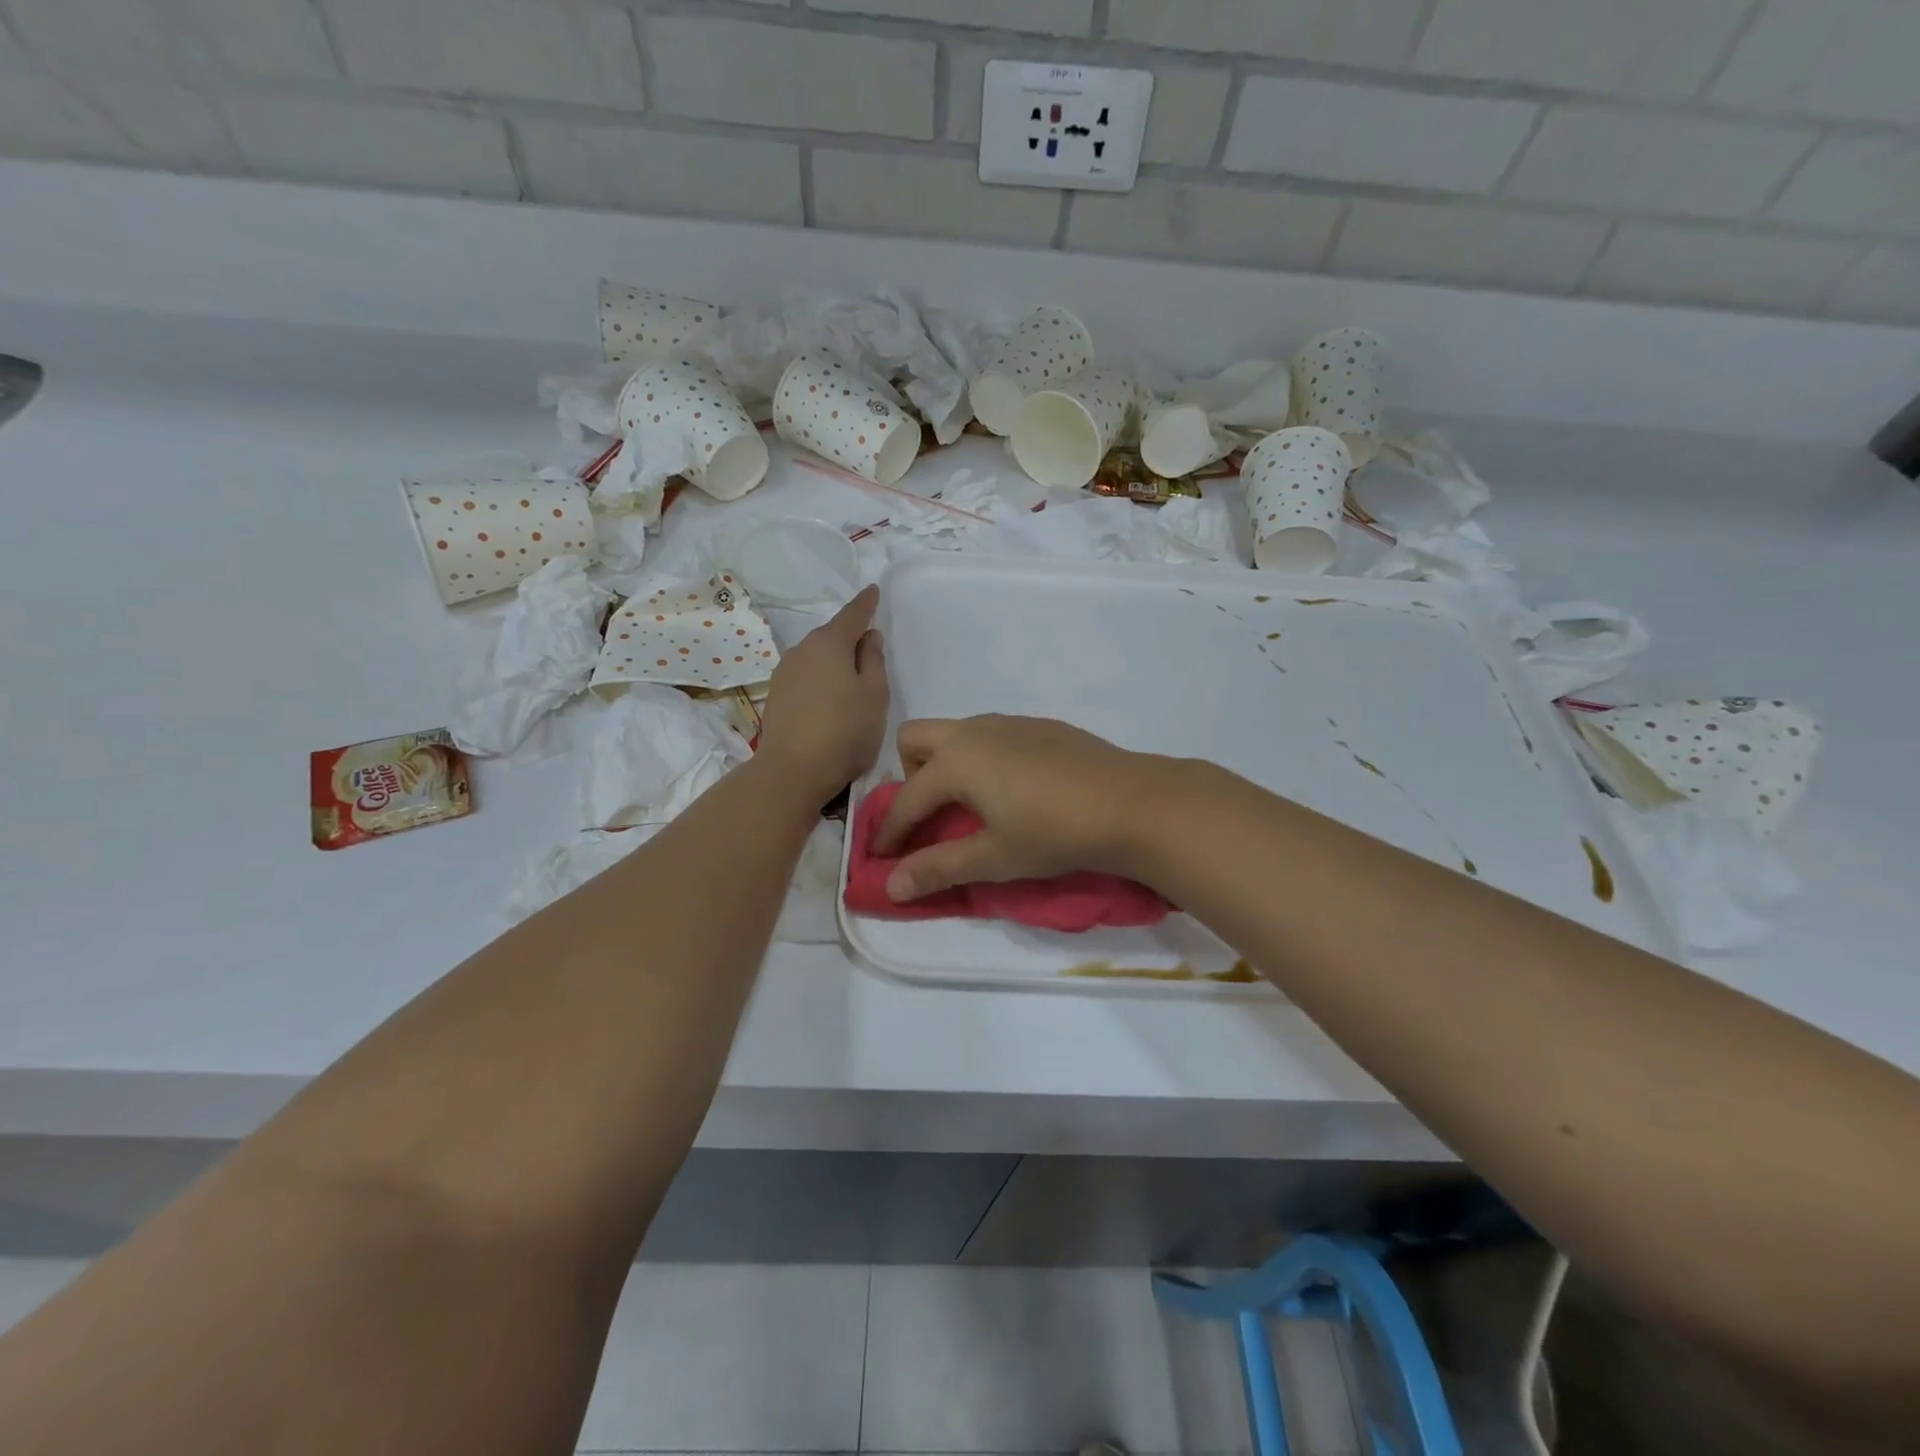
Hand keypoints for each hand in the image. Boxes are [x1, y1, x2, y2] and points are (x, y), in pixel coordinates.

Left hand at [757, 586, 888, 801]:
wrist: (793, 770)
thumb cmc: (845, 730)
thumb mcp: (875, 694)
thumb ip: (873, 660)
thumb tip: (868, 637)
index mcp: (830, 643)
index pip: (852, 614)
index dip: (865, 603)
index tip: (873, 591)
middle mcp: (802, 649)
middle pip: (831, 636)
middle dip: (849, 638)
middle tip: (869, 650)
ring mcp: (784, 672)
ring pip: (816, 657)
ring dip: (833, 662)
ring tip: (850, 681)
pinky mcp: (776, 696)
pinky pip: (805, 677)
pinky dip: (819, 680)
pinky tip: (828, 700)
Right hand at [874, 715, 1166, 902]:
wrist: (1133, 803)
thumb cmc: (1055, 833)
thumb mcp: (994, 857)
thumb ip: (939, 868)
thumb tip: (890, 887)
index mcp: (956, 761)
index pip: (906, 799)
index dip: (890, 832)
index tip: (881, 857)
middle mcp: (975, 731)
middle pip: (915, 739)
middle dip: (909, 775)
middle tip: (931, 815)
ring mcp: (1010, 723)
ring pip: (956, 732)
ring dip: (946, 764)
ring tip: (971, 805)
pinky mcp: (1040, 726)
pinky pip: (991, 734)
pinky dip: (982, 758)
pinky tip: (1015, 791)